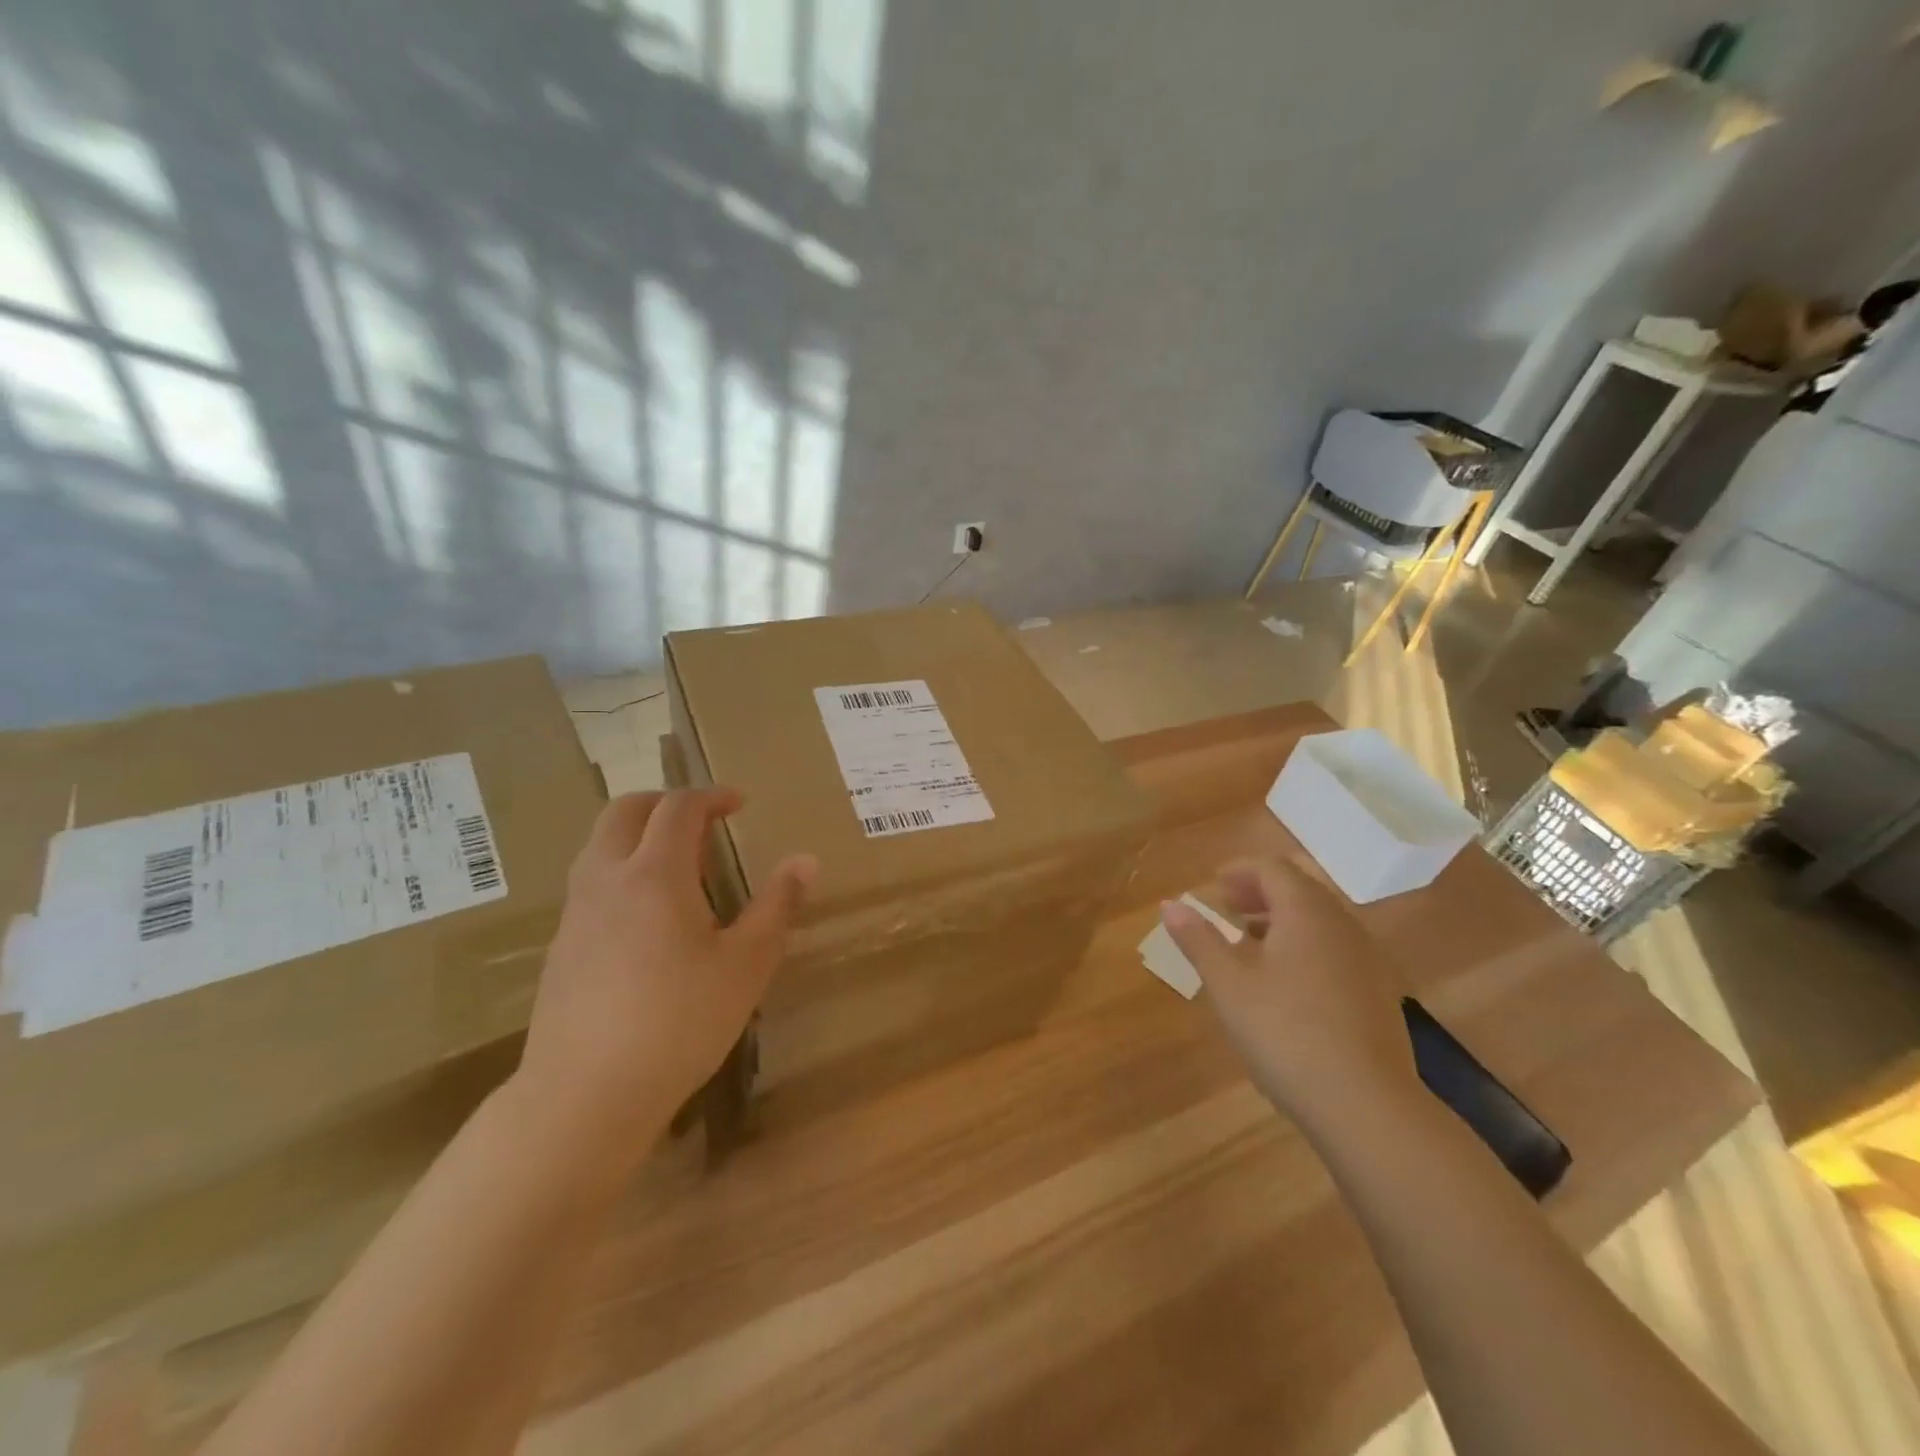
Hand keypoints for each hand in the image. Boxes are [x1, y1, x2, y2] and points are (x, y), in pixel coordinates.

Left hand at [514, 788, 816, 1159]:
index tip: (739, 803)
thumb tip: (805, 859)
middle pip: (625, 811)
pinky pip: (591, 883)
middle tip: (703, 821)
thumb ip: (777, 905)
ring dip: (639, 836)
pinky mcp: (561, 946)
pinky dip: (622, 871)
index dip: (712, 796)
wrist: (585, 1095)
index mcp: (655, 873)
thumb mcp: (747, 964)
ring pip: (600, 845)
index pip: (679, 807)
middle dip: (665, 803)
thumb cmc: (679, 1022)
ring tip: (680, 869)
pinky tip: (648, 920)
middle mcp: (607, 879)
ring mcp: (576, 912)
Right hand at [1162, 858, 1418, 1142]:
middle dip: (1261, 892)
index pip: (1273, 868)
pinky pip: (1336, 950)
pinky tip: (1286, 985)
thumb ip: (1198, 939)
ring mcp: (1368, 961)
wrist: (1366, 1106)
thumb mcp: (1228, 984)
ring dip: (1283, 920)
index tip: (1213, 888)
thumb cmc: (1285, 1032)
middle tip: (1229, 909)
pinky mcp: (1379, 995)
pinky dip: (1306, 947)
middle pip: (1301, 889)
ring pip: (1321, 921)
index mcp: (1306, 912)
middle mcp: (1342, 925)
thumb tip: (1170, 904)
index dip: (1240, 871)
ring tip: (1250, 946)